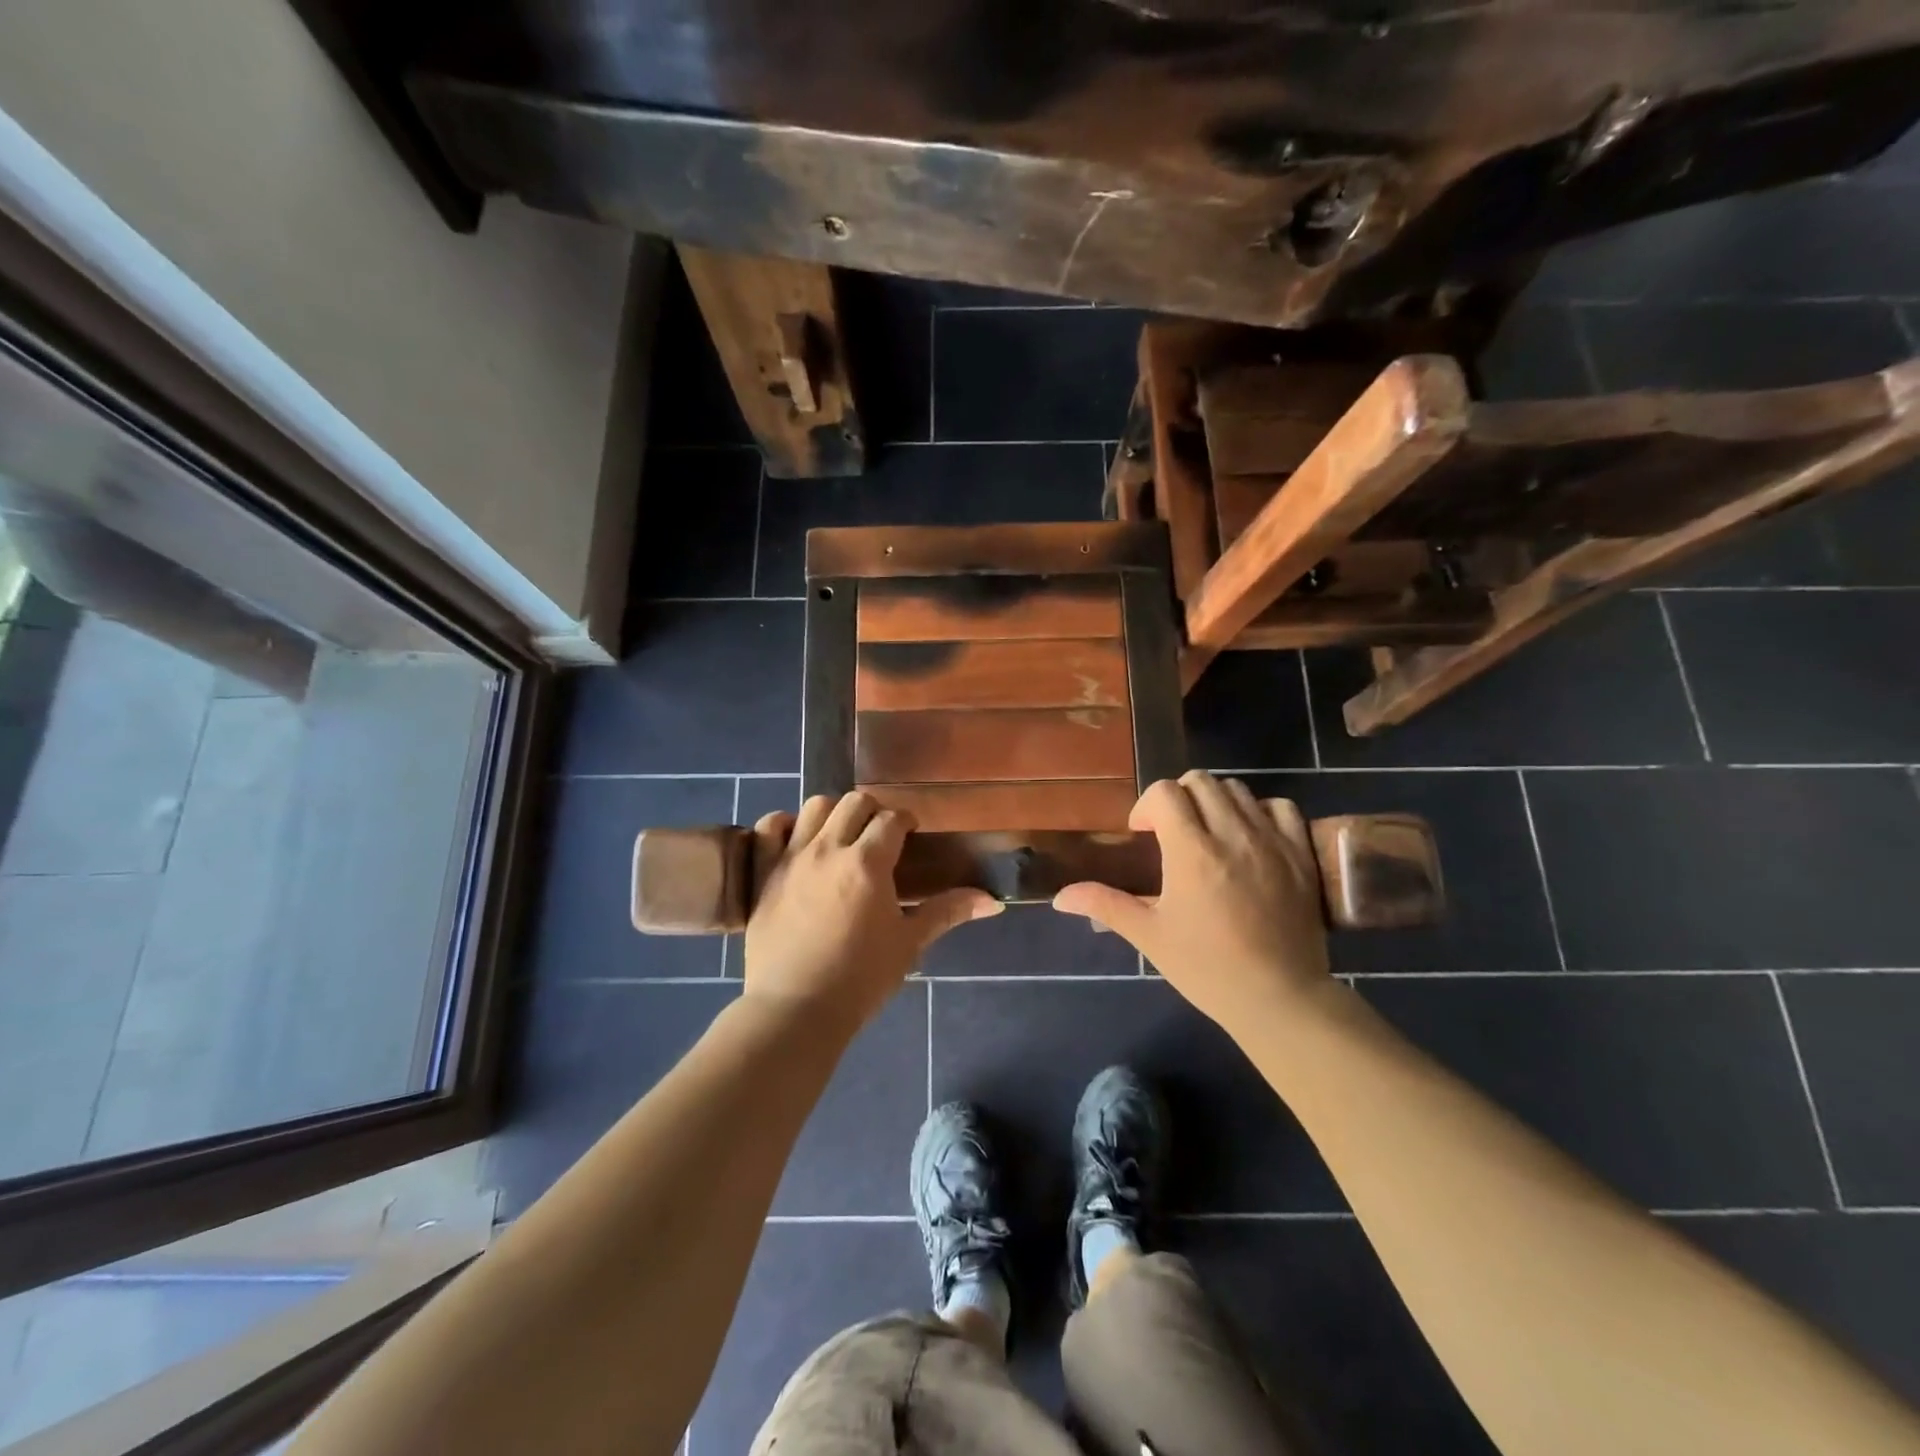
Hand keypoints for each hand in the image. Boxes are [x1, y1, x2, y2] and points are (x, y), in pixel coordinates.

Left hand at [744, 792, 1000, 1029]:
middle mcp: (829, 849)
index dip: (905, 821)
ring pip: (814, 806)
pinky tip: (796, 839)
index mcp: (868, 863)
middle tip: (879, 835)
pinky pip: (768, 827)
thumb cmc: (861, 979)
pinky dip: (782, 824)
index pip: (892, 819)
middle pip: (854, 802)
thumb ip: (948, 912)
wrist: (796, 1009)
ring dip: (833, 813)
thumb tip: (994, 901)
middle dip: (873, 811)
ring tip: (841, 835)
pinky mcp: (764, 873)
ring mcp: (792, 858)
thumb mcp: (909, 943)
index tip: (910, 834)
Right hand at [1053, 771, 1331, 1029]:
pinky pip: (1281, 807)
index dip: (1147, 806)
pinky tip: (1250, 836)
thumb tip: (1060, 897)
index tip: (1144, 835)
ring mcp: (1272, 841)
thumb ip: (1105, 905)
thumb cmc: (1207, 968)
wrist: (1280, 998)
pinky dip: (1260, 811)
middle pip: (1200, 782)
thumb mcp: (1150, 936)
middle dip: (1178, 798)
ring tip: (1209, 834)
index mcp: (1191, 852)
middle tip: (1172, 832)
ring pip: (1238, 790)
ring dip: (1215, 802)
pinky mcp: (1301, 854)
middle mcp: (1232, 835)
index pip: (1165, 792)